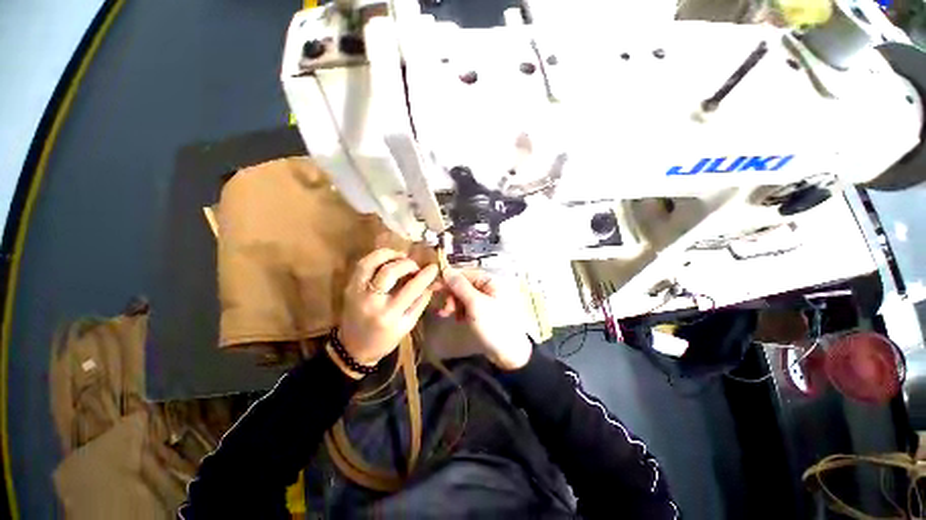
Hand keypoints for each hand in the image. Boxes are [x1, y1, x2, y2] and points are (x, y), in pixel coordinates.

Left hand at [339, 249, 437, 366]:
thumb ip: (421, 301)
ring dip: (388, 254)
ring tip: (400, 256)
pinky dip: (376, 257)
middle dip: (407, 263)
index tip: (434, 267)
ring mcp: (356, 292)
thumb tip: (433, 282)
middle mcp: (371, 301)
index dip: (425, 275)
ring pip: (370, 263)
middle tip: (415, 266)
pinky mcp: (349, 287)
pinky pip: (362, 265)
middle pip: (389, 271)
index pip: (411, 289)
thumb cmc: (385, 339)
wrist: (354, 348)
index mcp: (389, 315)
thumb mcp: (407, 325)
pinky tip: (387, 260)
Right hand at [440, 267, 532, 370]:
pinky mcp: (484, 312)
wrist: (509, 354)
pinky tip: (457, 318)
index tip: (434, 287)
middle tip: (445, 307)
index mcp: (491, 281)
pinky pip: (468, 306)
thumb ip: (460, 286)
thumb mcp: (475, 304)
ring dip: (454, 303)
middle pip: (464, 285)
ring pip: (464, 296)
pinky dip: (460, 310)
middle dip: (452, 294)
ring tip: (448, 314)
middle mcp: (490, 287)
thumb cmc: (494, 326)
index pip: (466, 273)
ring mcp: (487, 300)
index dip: (449, 279)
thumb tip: (446, 270)